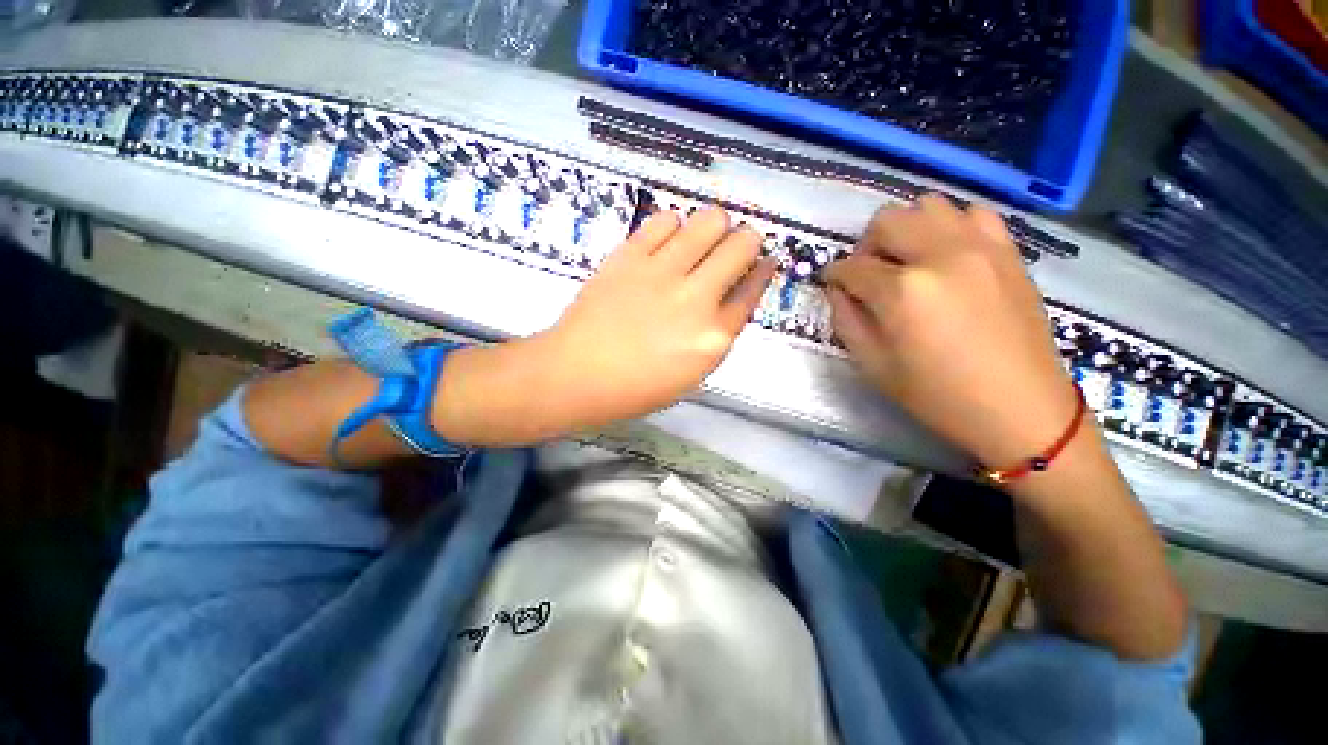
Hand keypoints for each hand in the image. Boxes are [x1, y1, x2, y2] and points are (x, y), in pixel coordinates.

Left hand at [534, 207, 775, 431]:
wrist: (577, 373)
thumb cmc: (636, 386)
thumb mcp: (692, 373)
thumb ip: (718, 333)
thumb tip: (733, 294)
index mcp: (713, 337)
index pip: (753, 290)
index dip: (763, 271)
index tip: (764, 261)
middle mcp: (696, 299)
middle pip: (743, 243)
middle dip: (747, 241)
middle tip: (733, 248)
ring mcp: (662, 272)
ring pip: (710, 219)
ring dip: (715, 227)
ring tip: (700, 241)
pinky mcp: (630, 255)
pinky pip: (666, 219)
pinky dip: (674, 226)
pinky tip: (667, 242)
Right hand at [825, 195, 1076, 468]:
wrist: (1020, 407)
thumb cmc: (938, 395)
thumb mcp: (874, 365)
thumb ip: (846, 320)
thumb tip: (838, 290)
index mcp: (903, 291)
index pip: (852, 267)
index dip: (834, 275)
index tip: (832, 284)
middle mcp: (940, 255)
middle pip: (887, 220)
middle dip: (866, 245)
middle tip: (868, 274)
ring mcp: (980, 247)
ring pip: (928, 205)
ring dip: (906, 229)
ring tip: (906, 261)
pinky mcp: (1007, 251)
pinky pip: (972, 213)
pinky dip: (949, 225)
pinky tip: (946, 255)